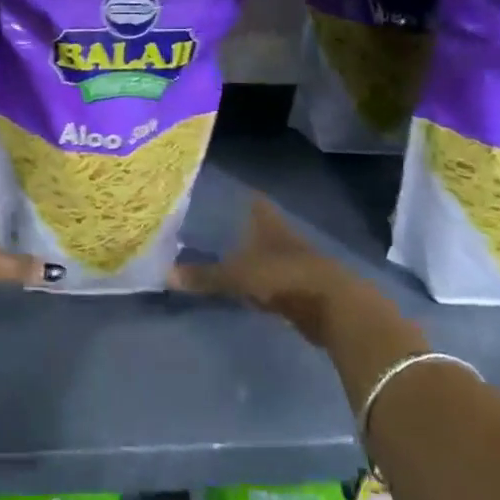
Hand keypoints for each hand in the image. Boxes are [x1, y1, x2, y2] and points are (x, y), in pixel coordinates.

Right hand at [171, 195, 379, 345]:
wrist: (334, 307)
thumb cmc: (283, 277)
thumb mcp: (237, 277)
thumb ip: (204, 276)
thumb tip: (164, 275)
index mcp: (267, 223)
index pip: (252, 202)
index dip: (239, 196)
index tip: (222, 192)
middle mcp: (282, 235)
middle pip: (260, 227)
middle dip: (242, 227)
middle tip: (214, 226)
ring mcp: (295, 261)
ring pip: (268, 253)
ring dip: (253, 256)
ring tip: (226, 256)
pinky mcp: (303, 288)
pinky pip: (275, 279)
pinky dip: (263, 282)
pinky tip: (249, 287)